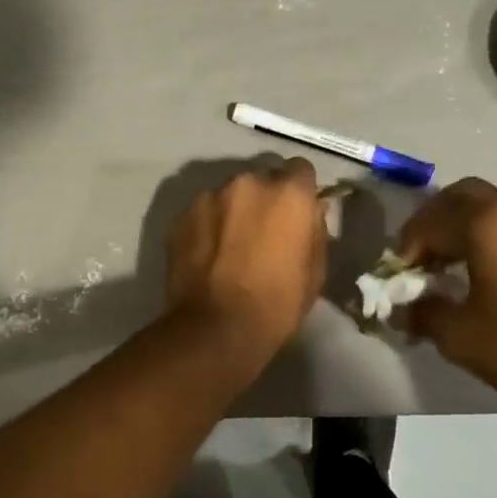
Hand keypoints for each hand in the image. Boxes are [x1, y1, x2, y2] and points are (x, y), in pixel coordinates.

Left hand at [165, 159, 328, 356]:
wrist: (215, 328)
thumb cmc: (277, 304)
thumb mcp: (316, 270)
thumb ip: (314, 230)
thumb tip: (310, 213)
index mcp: (287, 193)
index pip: (300, 169)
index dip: (299, 191)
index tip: (296, 213)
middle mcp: (247, 182)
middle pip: (261, 180)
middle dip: (264, 200)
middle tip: (262, 232)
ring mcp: (209, 196)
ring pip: (228, 195)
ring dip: (233, 211)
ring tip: (230, 246)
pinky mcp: (181, 216)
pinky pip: (202, 212)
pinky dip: (208, 226)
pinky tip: (208, 255)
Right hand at [397, 178, 496, 405]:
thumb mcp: (459, 335)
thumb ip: (423, 314)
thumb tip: (403, 310)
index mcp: (485, 224)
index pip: (430, 221)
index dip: (407, 247)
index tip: (399, 277)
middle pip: (461, 196)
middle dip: (433, 221)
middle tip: (420, 256)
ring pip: (490, 208)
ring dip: (462, 228)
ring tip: (448, 267)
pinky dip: (489, 237)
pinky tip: (483, 273)